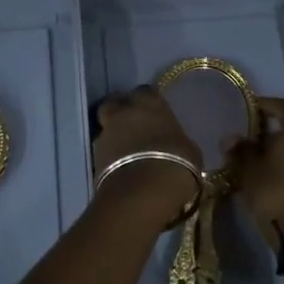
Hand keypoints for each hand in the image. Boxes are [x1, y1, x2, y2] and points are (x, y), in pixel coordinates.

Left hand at [91, 87, 200, 228]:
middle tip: (134, 125)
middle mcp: (123, 112)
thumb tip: (175, 143)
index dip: (149, 102)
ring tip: (127, 152)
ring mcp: (105, 133)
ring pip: (106, 127)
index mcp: (150, 103)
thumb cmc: (175, 164)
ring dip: (115, 135)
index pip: (146, 91)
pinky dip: (110, 156)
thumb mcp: (189, 150)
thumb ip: (176, 140)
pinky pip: (103, 150)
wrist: (142, 193)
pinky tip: (122, 168)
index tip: (156, 113)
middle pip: (115, 103)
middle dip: (122, 111)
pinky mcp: (94, 156)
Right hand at [225, 96, 283, 243]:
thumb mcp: (248, 170)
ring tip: (270, 151)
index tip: (250, 108)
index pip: (282, 106)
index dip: (264, 106)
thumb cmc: (273, 192)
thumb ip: (240, 150)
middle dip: (280, 125)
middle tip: (259, 130)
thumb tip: (231, 138)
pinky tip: (283, 166)